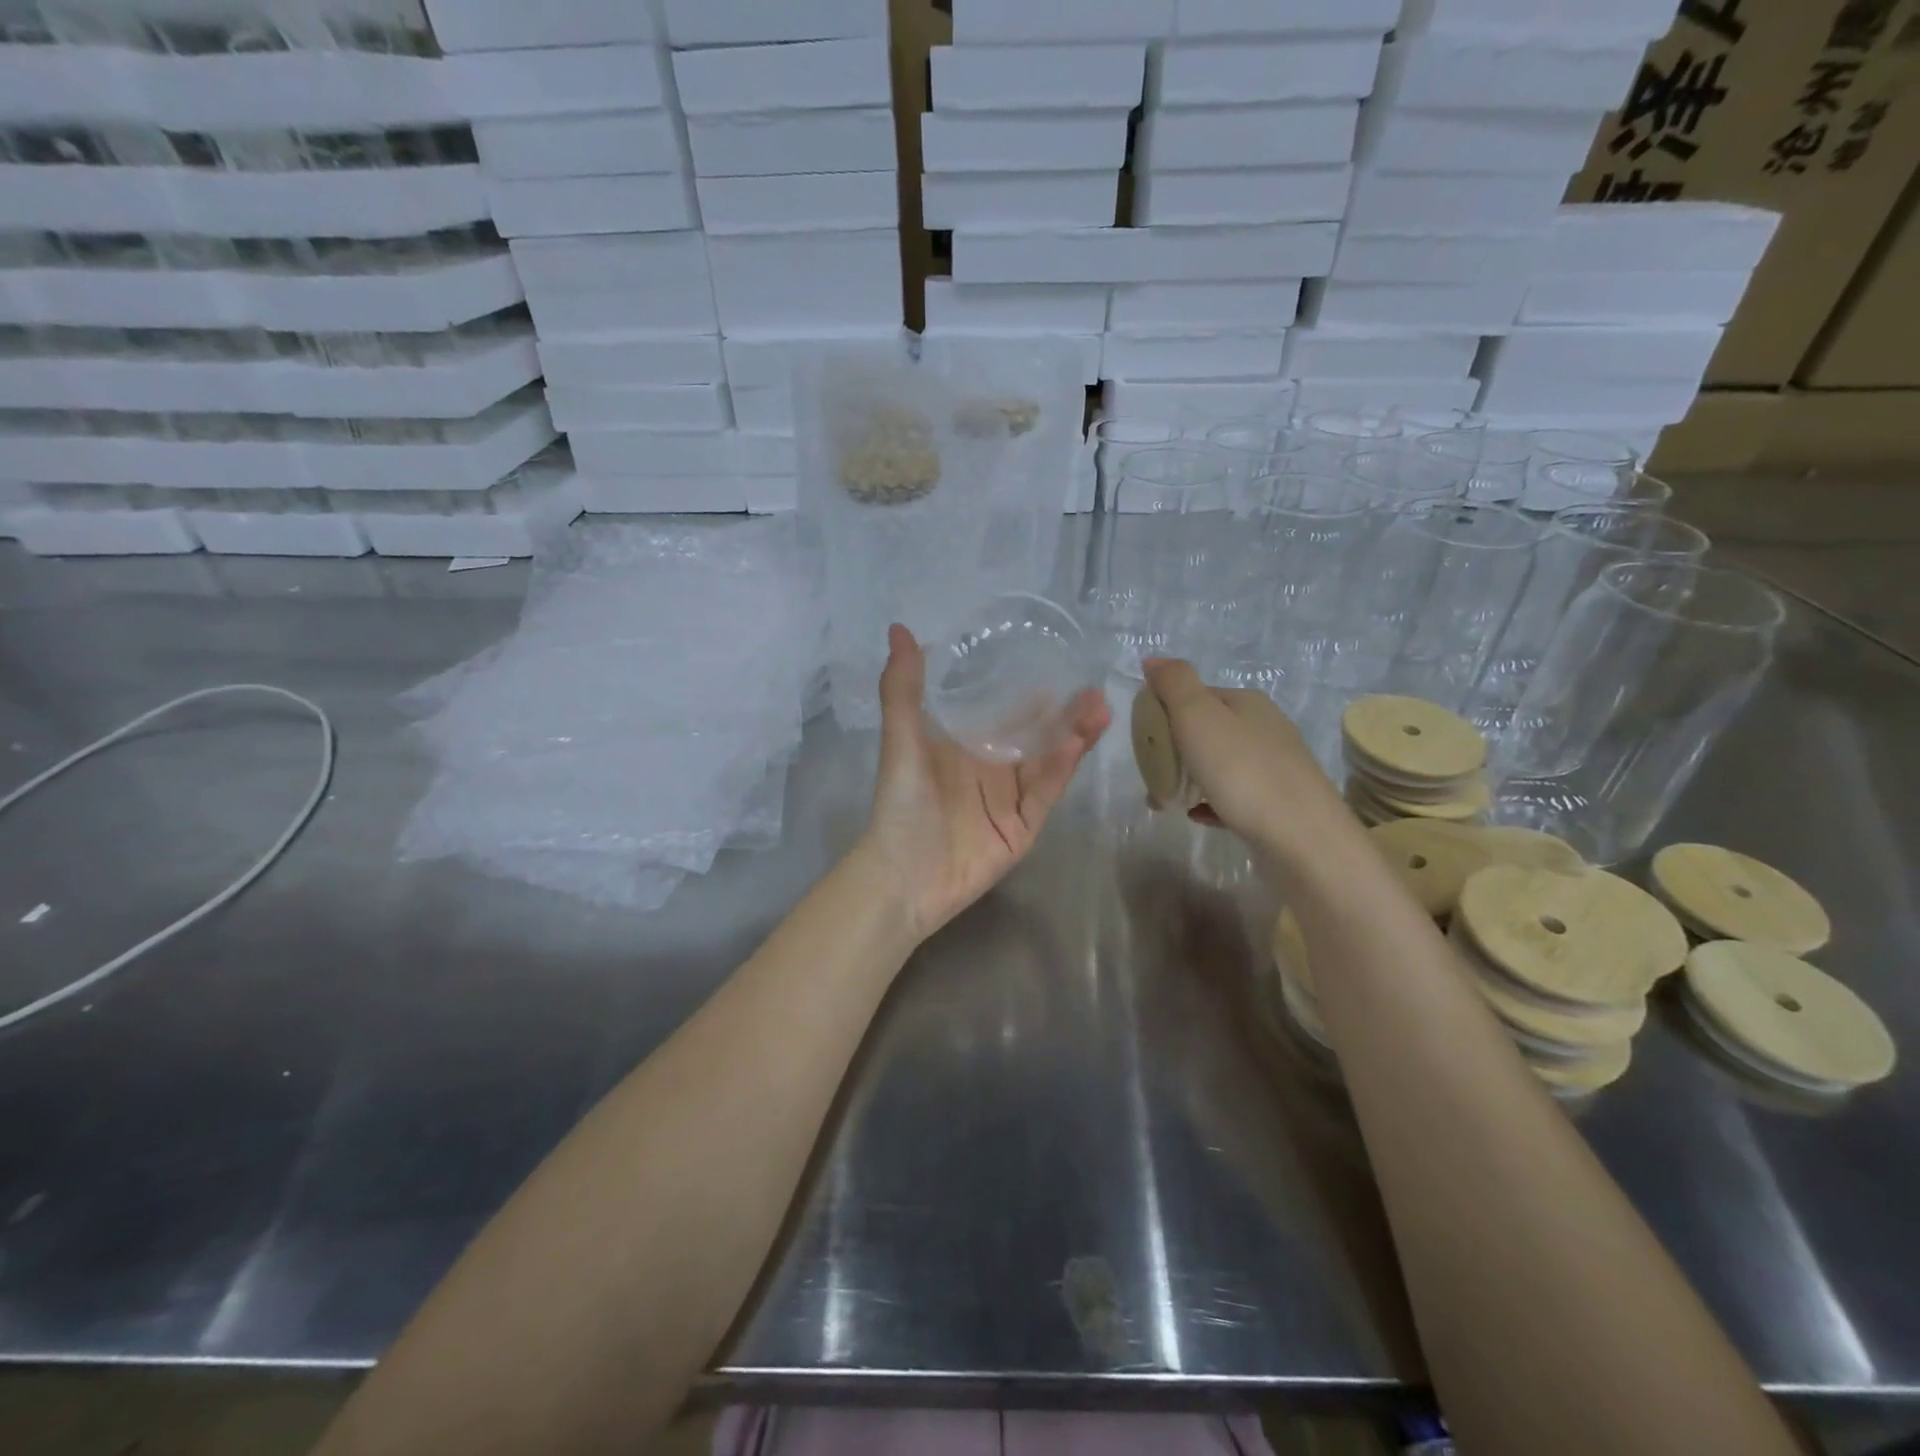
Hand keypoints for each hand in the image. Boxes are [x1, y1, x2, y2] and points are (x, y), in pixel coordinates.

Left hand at [858, 624, 1110, 943]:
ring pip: (1049, 761)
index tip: (1056, 664)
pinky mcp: (1023, 827)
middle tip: (1093, 688)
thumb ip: (903, 689)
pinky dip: (1061, 769)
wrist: (905, 875)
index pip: (1003, 713)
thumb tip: (898, 628)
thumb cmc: (901, 804)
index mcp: (964, 747)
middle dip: (1064, 714)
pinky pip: (1045, 793)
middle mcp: (991, 769)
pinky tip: (1078, 743)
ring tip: (1100, 709)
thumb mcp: (901, 740)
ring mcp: (1010, 799)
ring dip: (1073, 736)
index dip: (1030, 692)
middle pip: (1035, 736)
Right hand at [1141, 658, 1345, 857]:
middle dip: (1173, 748)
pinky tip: (1196, 815)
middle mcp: (1265, 727)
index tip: (1142, 740)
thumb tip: (1153, 658)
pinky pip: (1233, 796)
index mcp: (1246, 702)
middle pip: (1207, 729)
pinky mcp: (1278, 804)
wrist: (1302, 840)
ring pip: (1220, 763)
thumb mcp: (1199, 717)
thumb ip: (1174, 684)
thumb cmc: (1242, 772)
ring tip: (1165, 799)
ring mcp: (1275, 767)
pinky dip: (1210, 801)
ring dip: (1188, 776)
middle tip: (1151, 773)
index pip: (1195, 694)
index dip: (1164, 712)